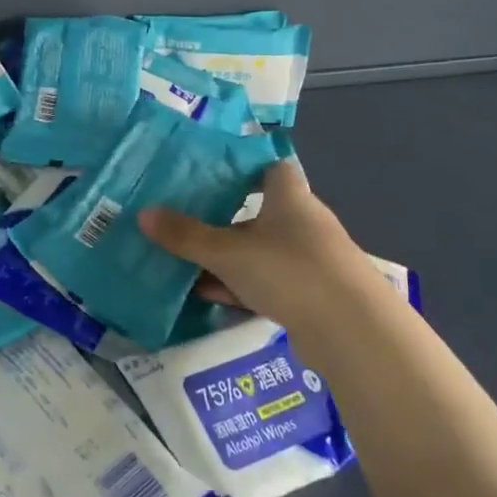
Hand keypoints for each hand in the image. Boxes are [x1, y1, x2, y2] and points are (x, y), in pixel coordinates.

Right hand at [139, 161, 397, 340]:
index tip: (208, 171)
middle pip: (258, 211)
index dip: (242, 165)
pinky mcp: (310, 296)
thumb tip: (143, 214)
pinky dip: (238, 286)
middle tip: (181, 218)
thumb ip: (186, 235)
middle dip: (221, 217)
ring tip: (182, 260)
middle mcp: (302, 222)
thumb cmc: (289, 270)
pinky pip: (266, 282)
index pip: (269, 166)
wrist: (353, 332)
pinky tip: (206, 295)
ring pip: (258, 250)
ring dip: (226, 257)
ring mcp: (309, 260)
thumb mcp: (228, 252)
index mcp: (289, 196)